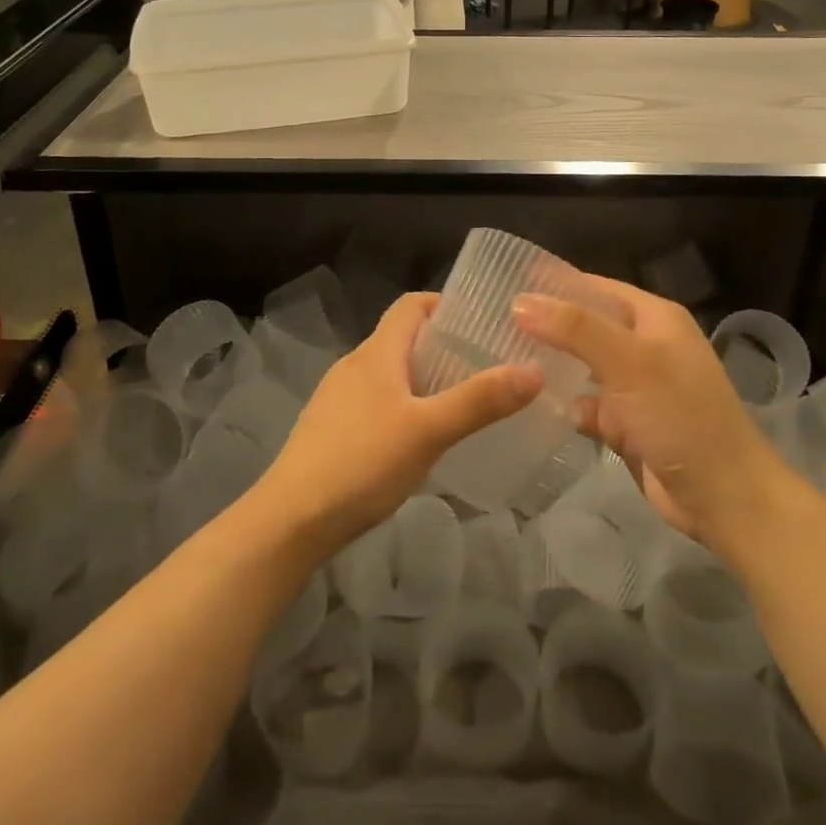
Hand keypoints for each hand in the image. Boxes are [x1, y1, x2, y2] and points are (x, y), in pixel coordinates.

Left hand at [254, 293, 540, 557]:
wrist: (291, 520)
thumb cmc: (362, 463)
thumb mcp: (429, 431)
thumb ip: (480, 401)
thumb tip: (534, 370)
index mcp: (376, 353)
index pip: (410, 305)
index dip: (444, 304)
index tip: (481, 322)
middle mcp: (354, 365)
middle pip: (402, 338)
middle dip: (442, 346)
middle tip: (485, 366)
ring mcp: (338, 398)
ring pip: (389, 373)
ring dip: (424, 378)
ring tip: (461, 402)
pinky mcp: (330, 429)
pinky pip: (376, 402)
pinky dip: (403, 406)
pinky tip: (420, 439)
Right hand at [511, 277, 786, 557]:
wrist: (725, 499)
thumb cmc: (680, 416)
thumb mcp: (628, 361)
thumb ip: (575, 328)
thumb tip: (519, 301)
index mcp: (654, 318)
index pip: (596, 287)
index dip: (555, 283)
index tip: (506, 281)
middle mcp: (645, 346)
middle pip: (587, 325)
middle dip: (548, 324)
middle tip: (494, 321)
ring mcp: (637, 387)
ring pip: (584, 366)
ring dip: (553, 364)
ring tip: (502, 357)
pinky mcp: (629, 424)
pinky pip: (589, 405)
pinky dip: (566, 404)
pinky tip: (531, 404)